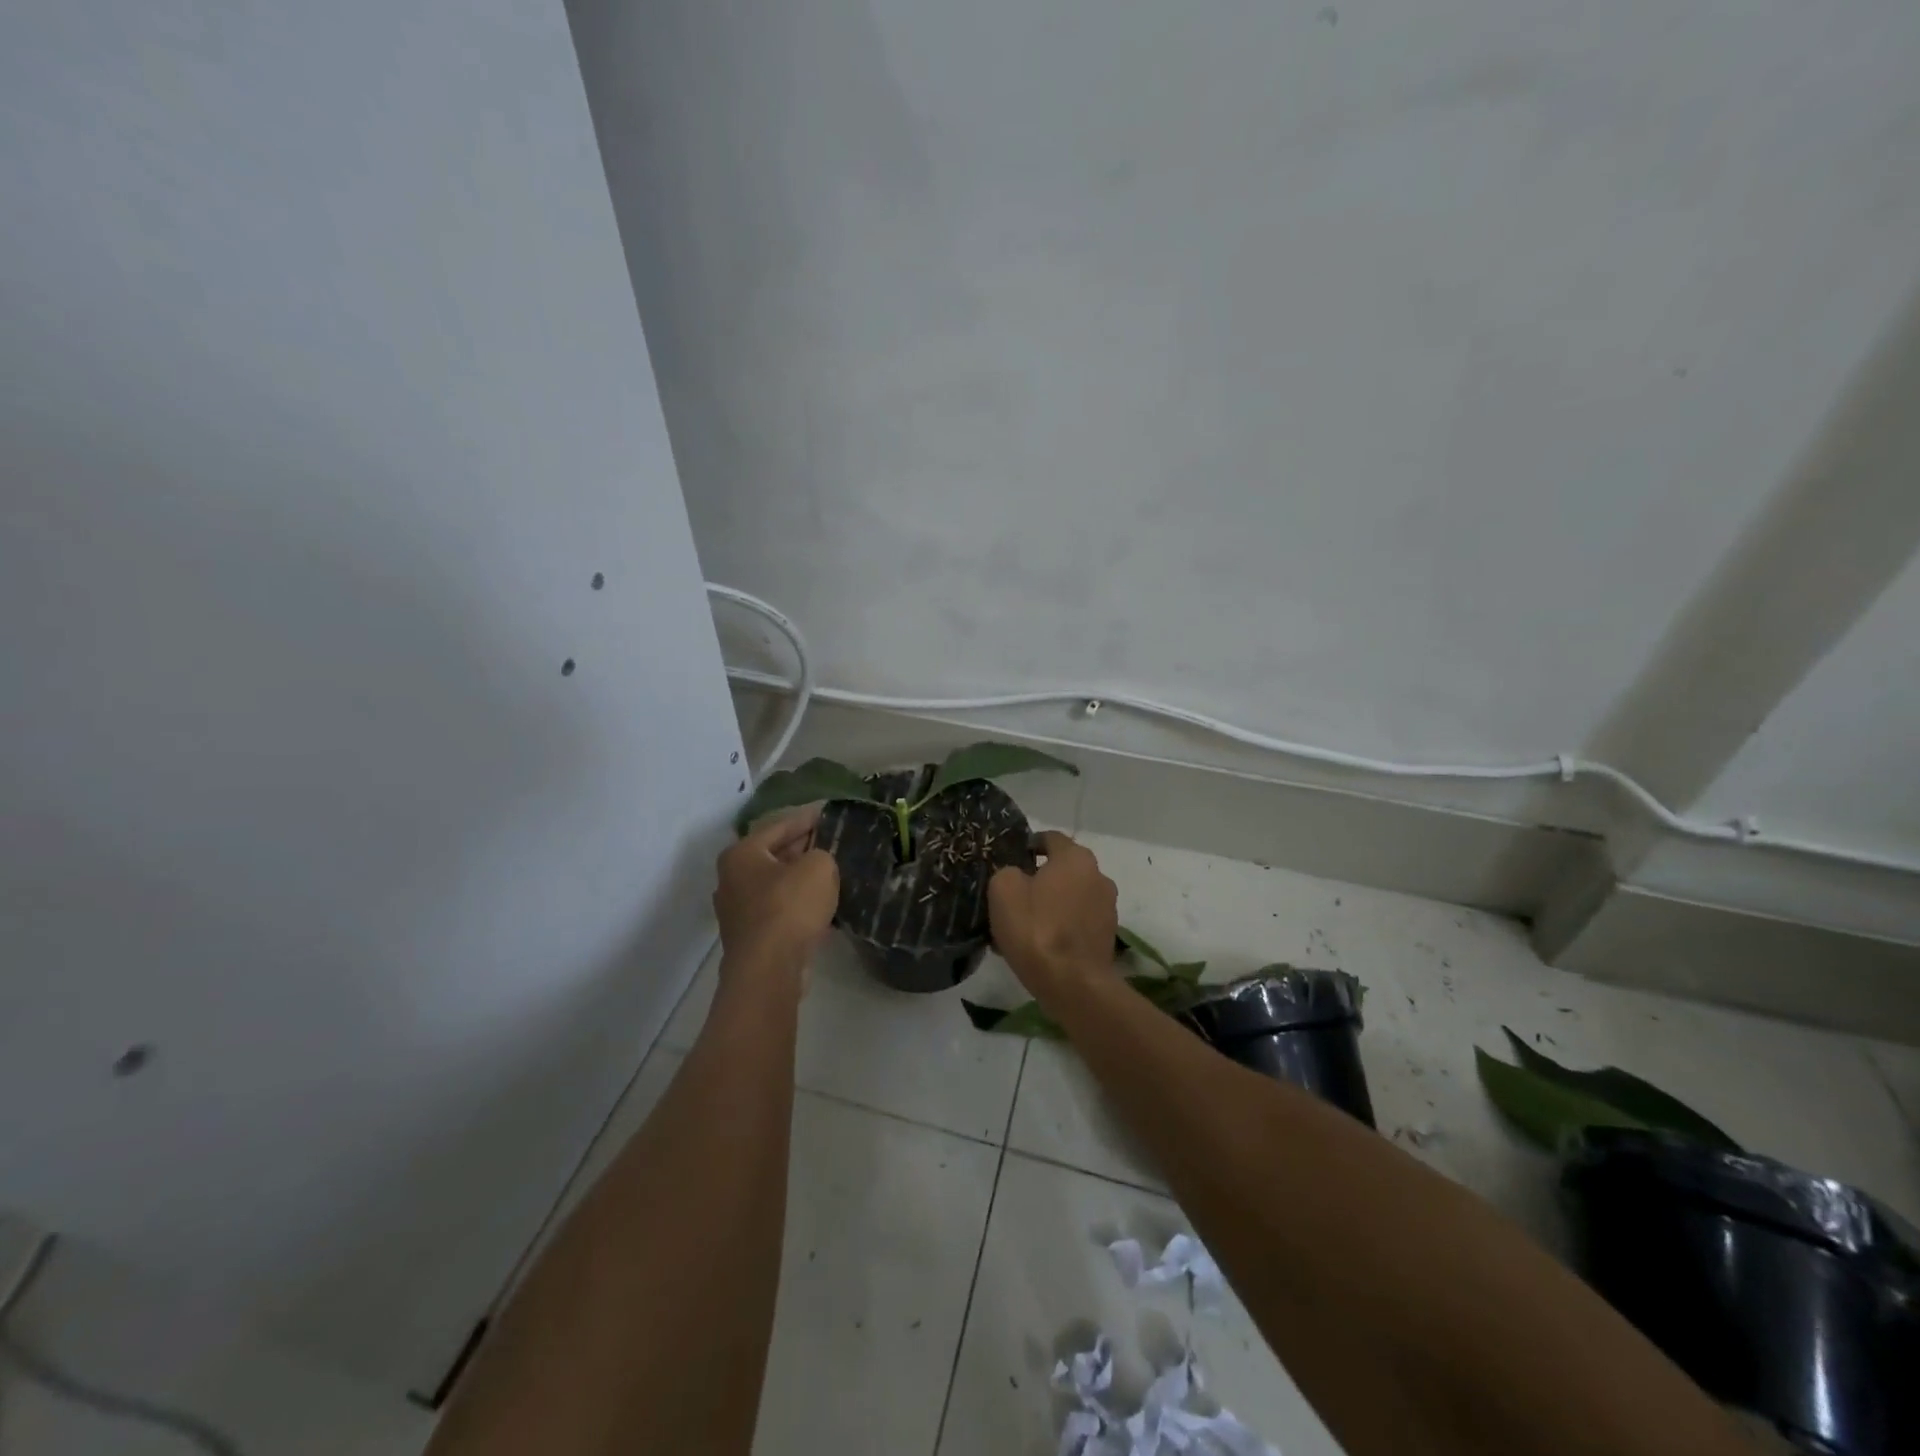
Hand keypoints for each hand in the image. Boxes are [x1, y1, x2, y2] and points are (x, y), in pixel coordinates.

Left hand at [714, 807, 839, 988]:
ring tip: (830, 874)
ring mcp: (737, 911)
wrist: (769, 969)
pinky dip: (797, 905)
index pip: (778, 826)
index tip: (827, 813)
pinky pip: (778, 910)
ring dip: (800, 880)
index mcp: (741, 854)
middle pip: (773, 856)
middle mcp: (731, 879)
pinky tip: (820, 906)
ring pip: (775, 885)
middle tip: (831, 842)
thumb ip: (822, 854)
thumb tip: (816, 863)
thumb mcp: (819, 867)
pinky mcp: (749, 938)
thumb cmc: (789, 907)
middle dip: (802, 849)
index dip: (806, 818)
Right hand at [988, 831, 1117, 993]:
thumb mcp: (1003, 890)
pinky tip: (1043, 944)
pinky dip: (1063, 926)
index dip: (1029, 845)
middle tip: (1016, 896)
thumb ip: (1008, 871)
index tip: (1012, 859)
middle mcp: (1099, 875)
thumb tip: (1017, 875)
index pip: (1051, 838)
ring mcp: (1108, 907)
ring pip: (1072, 896)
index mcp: (1076, 858)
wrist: (1072, 984)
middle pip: (1064, 869)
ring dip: (1053, 904)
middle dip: (1041, 878)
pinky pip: (1079, 921)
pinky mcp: (1109, 935)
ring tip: (1028, 925)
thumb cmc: (1036, 929)